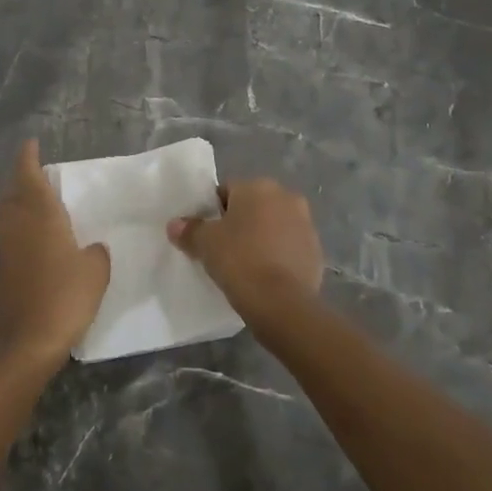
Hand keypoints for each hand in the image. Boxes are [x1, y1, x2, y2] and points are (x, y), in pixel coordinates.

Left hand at [0, 140, 109, 370]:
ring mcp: (0, 247)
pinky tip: (30, 242)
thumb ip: (95, 253)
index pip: (29, 174)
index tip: (30, 144)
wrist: (21, 344)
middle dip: (21, 180)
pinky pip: (4, 237)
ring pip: (4, 213)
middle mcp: (14, 223)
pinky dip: (14, 230)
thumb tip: (91, 248)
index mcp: (39, 214)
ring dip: (15, 204)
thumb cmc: (63, 299)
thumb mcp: (95, 273)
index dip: (28, 157)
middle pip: (12, 191)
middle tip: (38, 176)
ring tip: (34, 206)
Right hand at [167, 179, 324, 322]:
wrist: (282, 303)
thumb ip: (189, 230)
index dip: (213, 212)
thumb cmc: (239, 260)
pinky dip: (278, 256)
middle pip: (254, 206)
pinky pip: (289, 248)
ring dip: (262, 238)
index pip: (227, 191)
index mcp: (258, 187)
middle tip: (224, 248)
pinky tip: (265, 276)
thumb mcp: (205, 244)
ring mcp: (306, 225)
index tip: (207, 234)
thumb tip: (175, 225)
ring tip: (246, 264)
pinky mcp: (317, 252)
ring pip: (274, 226)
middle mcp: (286, 197)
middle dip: (241, 222)